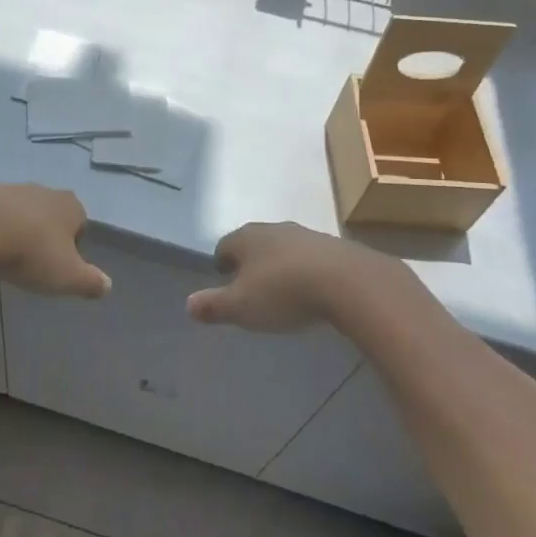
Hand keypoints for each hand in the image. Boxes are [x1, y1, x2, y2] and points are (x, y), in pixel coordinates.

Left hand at [0, 184, 110, 298]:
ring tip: (6, 255)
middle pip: (51, 215)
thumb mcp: (68, 276)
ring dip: (18, 229)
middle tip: (33, 262)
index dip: (72, 247)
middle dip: (45, 235)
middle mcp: (45, 191)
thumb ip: (90, 282)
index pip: (80, 225)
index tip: (58, 267)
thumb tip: (107, 286)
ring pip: (22, 211)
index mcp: (71, 207)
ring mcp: (13, 188)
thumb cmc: (32, 252)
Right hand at [188, 222, 387, 331]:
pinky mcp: (334, 247)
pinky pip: (311, 258)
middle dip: (250, 262)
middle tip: (250, 285)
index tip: (223, 279)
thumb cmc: (283, 292)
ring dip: (280, 265)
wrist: (347, 282)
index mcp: (246, 238)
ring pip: (284, 248)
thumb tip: (188, 304)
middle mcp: (274, 229)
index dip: (222, 262)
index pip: (225, 245)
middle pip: (255, 243)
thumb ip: (214, 306)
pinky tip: (311, 290)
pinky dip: (306, 271)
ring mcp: (306, 235)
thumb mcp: (241, 307)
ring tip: (282, 289)